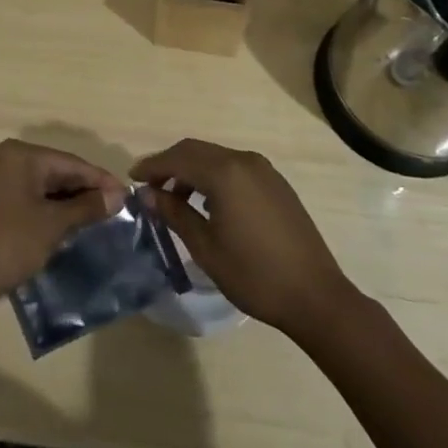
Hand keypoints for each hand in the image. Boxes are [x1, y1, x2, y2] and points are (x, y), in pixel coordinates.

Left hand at [0, 139, 127, 312]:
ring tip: (100, 218)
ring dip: (70, 202)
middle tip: (117, 209)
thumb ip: (86, 207)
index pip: (71, 162)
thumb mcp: (53, 225)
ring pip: (45, 186)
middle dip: (86, 190)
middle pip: (58, 171)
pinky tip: (72, 224)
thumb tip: (117, 196)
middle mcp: (9, 159)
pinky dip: (52, 209)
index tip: (127, 195)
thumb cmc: (9, 243)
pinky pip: (32, 198)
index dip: (100, 180)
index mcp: (21, 155)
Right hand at [131, 139, 354, 341]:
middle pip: (196, 150)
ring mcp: (263, 170)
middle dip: (170, 165)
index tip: (132, 179)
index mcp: (225, 173)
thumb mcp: (205, 247)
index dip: (152, 166)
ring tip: (176, 199)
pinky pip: (235, 168)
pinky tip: (208, 203)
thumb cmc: (254, 275)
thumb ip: (174, 213)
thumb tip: (147, 194)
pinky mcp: (276, 183)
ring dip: (192, 170)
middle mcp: (244, 161)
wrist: (315, 296)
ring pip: (216, 157)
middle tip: (149, 187)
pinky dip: (213, 176)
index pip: (177, 158)